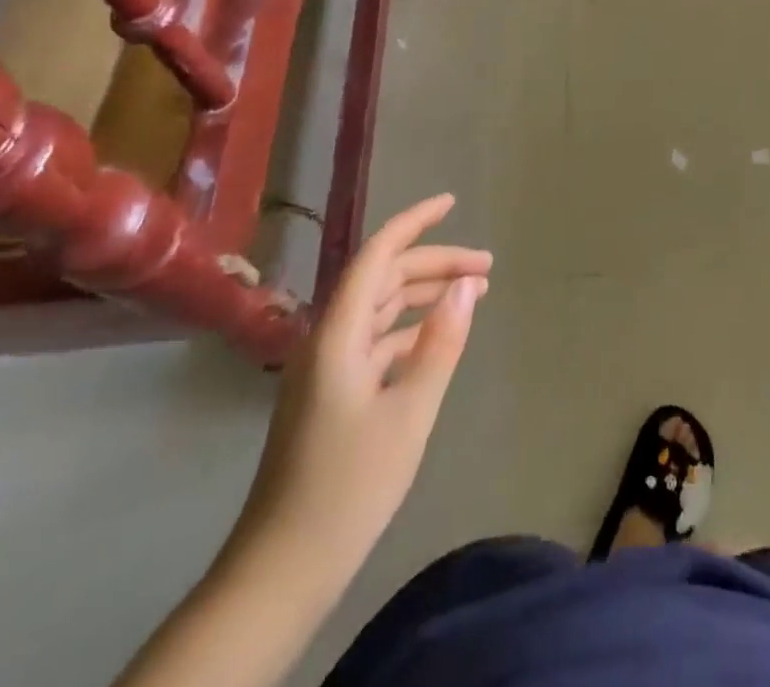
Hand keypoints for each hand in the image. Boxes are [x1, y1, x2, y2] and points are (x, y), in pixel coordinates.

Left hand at [229, 193, 491, 587]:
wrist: (283, 568)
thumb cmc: (349, 486)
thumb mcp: (409, 411)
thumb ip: (440, 342)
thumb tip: (466, 286)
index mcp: (338, 334)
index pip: (377, 256)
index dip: (414, 223)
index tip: (450, 202)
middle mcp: (328, 339)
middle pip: (384, 279)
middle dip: (435, 264)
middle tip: (486, 267)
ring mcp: (327, 367)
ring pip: (381, 309)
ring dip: (425, 294)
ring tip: (473, 293)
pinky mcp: (332, 393)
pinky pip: (376, 339)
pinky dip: (410, 328)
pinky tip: (439, 336)